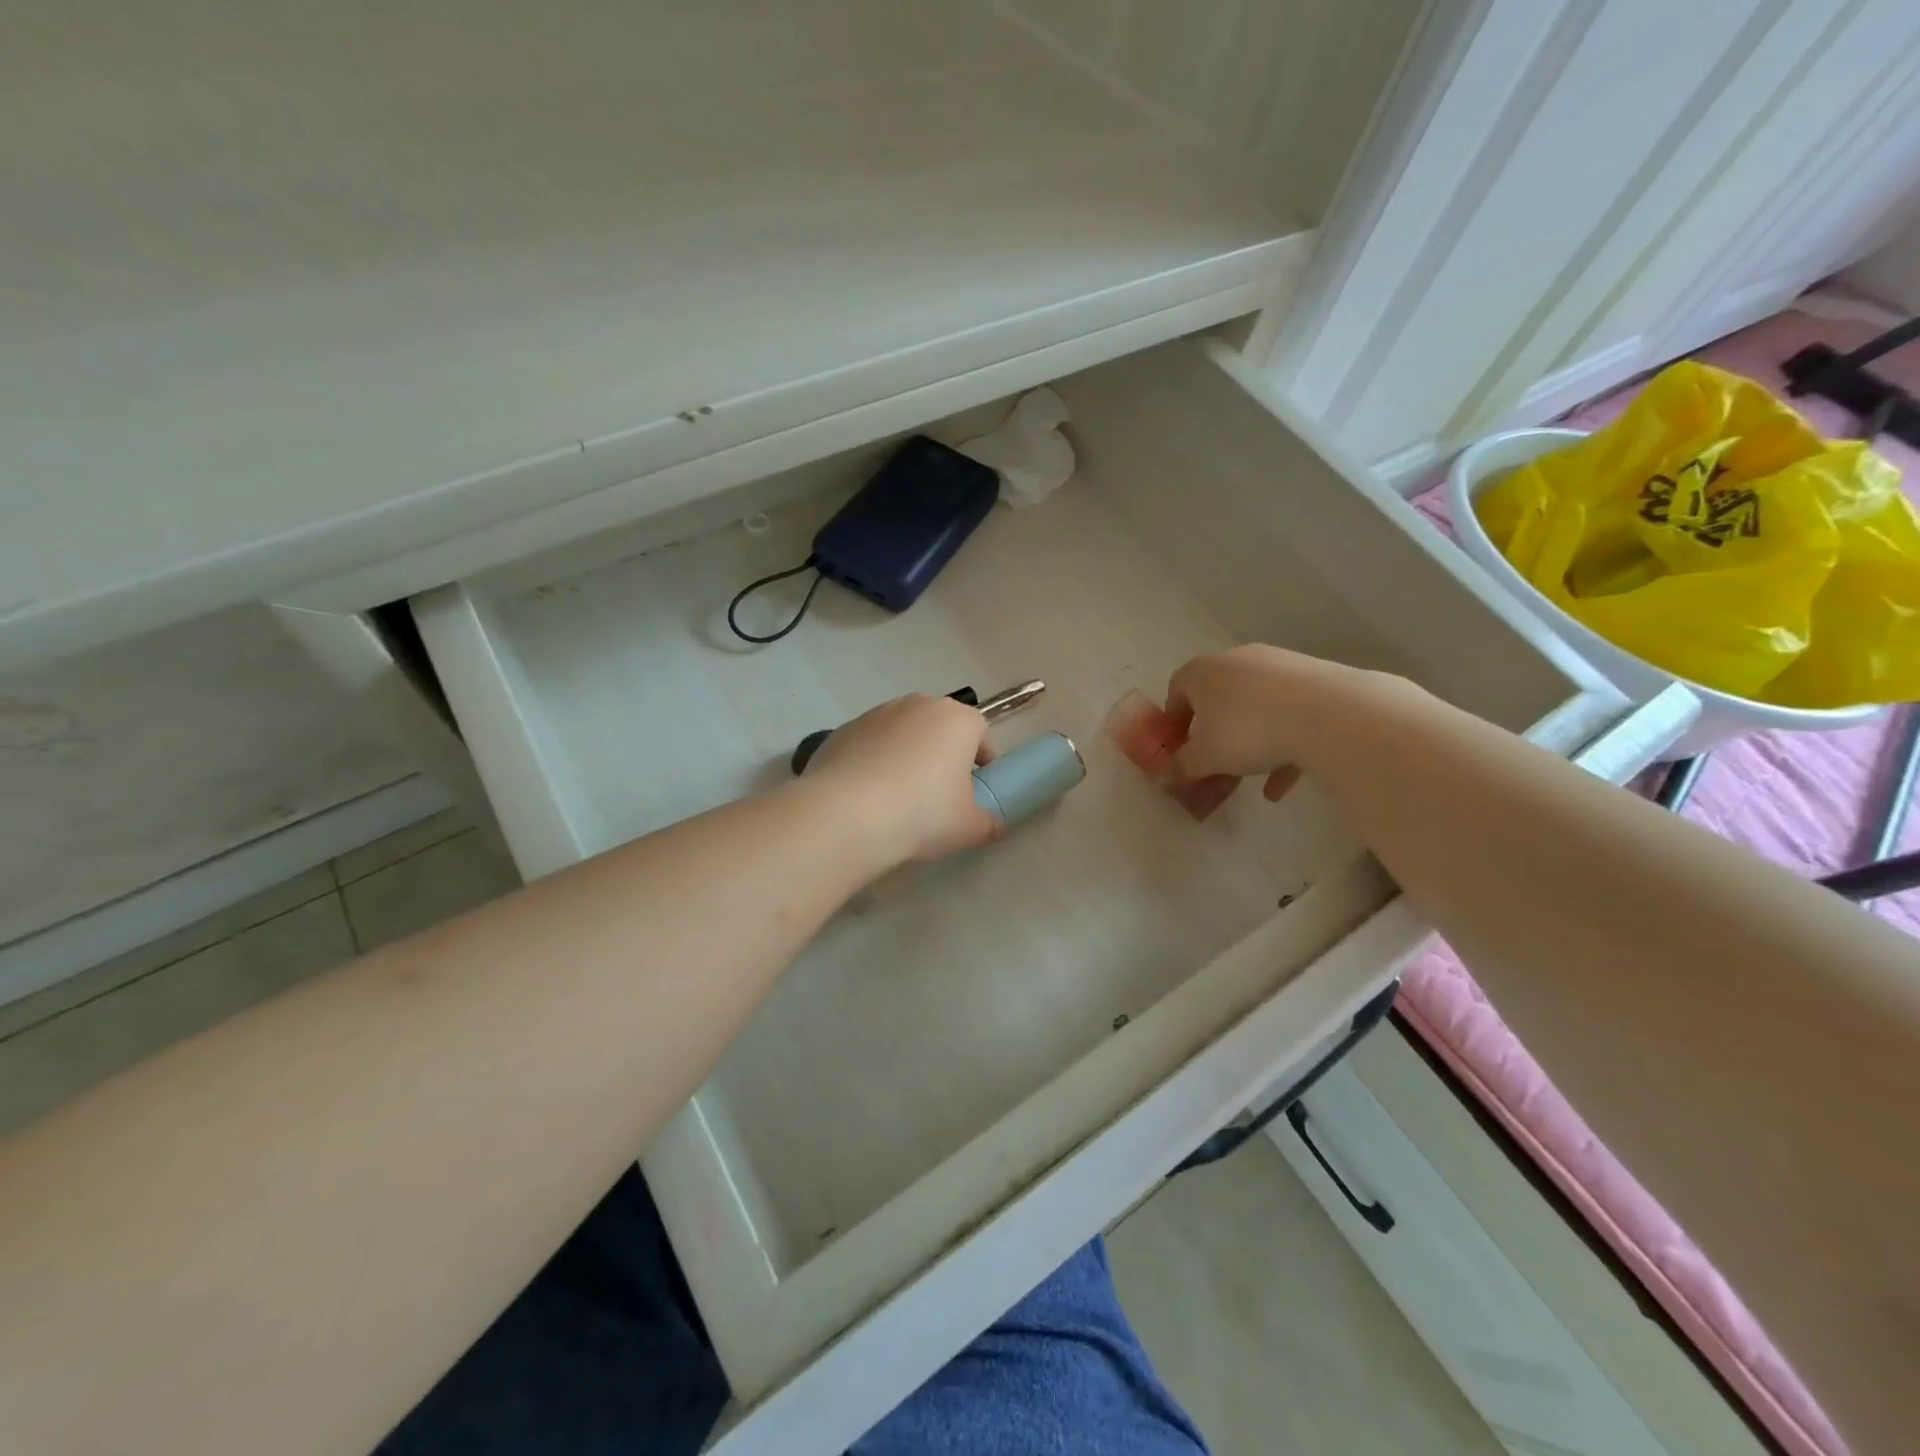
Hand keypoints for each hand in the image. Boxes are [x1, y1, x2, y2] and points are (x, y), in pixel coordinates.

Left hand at [803, 694, 998, 862]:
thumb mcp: (969, 828)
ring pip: (903, 733)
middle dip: (943, 753)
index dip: (982, 759)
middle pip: (940, 726)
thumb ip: (988, 823)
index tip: (976, 788)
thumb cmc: (922, 814)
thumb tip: (992, 824)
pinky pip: (870, 745)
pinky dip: (874, 762)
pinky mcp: (842, 730)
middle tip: (939, 793)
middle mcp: (918, 705)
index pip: (980, 731)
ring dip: (906, 755)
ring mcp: (876, 714)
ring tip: (898, 796)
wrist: (845, 814)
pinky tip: (867, 796)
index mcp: (957, 719)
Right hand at [1165, 645, 1365, 799]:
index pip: (1177, 688)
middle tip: (1213, 762)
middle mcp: (1238, 660)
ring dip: (1249, 741)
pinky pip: (1289, 714)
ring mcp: (1279, 666)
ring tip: (1250, 778)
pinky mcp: (1314, 679)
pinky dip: (1282, 745)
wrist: (1328, 715)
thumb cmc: (1247, 731)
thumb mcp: (1205, 758)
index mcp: (1203, 671)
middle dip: (1214, 732)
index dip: (1173, 720)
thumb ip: (1183, 765)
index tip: (1178, 747)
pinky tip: (1281, 785)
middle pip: (1218, 696)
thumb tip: (1174, 771)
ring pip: (1255, 707)